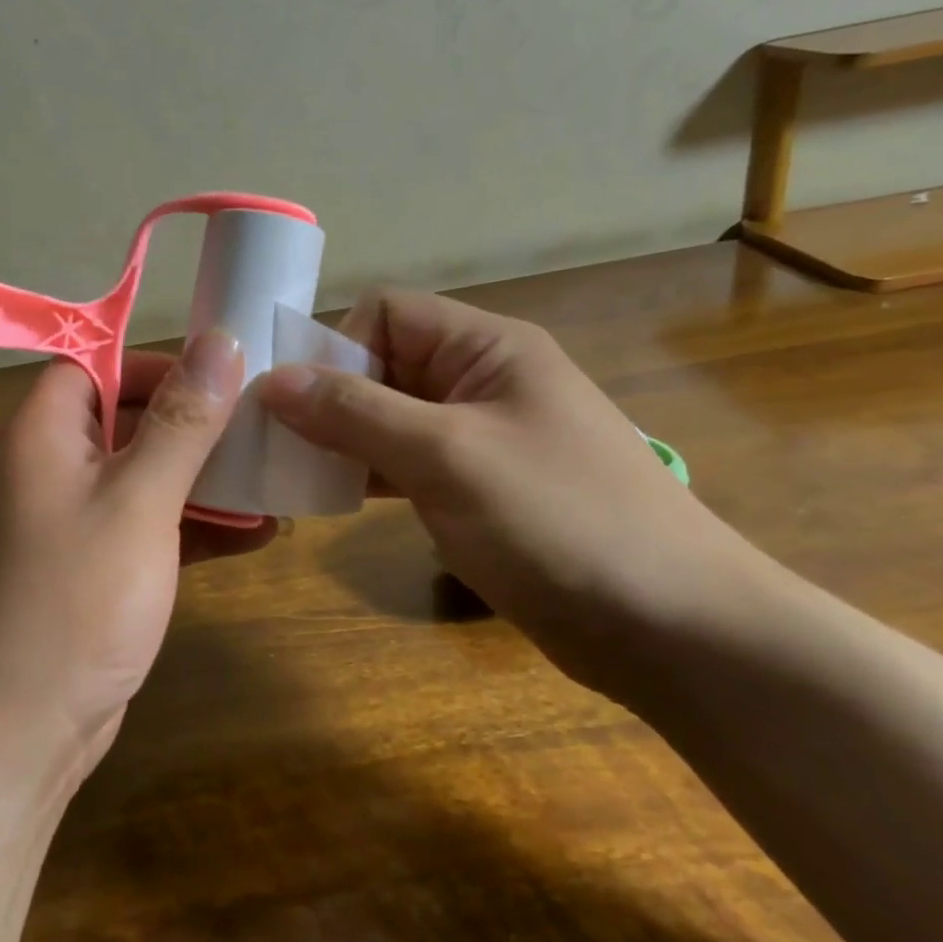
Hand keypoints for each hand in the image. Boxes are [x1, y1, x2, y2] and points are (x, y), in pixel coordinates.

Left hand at [0, 332, 272, 782]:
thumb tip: (222, 339)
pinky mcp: (94, 567)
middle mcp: (52, 467)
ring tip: (273, 481)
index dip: (158, 364)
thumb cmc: (75, 600)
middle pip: (128, 417)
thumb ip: (183, 421)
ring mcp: (73, 520)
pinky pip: (149, 525)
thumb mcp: (139, 500)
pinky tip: (256, 535)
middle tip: (264, 428)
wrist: (17, 733)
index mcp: (44, 433)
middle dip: (196, 424)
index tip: (223, 378)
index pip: (98, 365)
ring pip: (145, 474)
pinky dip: (195, 526)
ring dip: (205, 478)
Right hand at [259, 289, 762, 700]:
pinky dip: (368, 472)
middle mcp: (480, 380)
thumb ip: (355, 412)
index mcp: (486, 347)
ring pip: (388, 416)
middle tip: (280, 445)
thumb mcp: (446, 455)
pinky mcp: (476, 488)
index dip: (337, 346)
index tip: (300, 404)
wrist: (671, 628)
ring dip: (342, 438)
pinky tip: (334, 498)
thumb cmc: (558, 520)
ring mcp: (479, 436)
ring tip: (296, 474)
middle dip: (329, 397)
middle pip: (382, 363)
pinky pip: (405, 461)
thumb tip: (271, 381)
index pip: (387, 313)